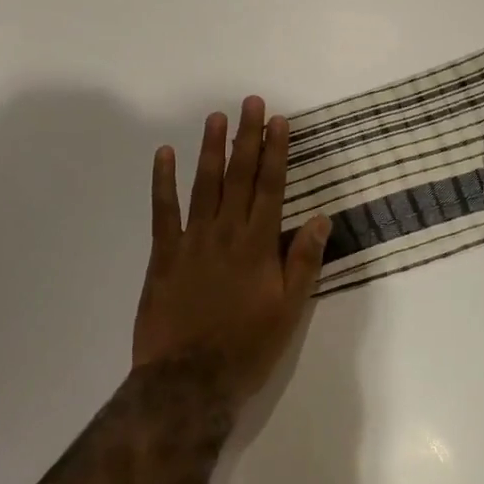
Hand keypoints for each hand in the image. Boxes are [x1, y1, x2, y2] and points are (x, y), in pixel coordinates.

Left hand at [133, 97, 332, 410]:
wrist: (188, 381)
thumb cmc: (246, 347)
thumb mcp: (288, 310)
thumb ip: (303, 261)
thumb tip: (320, 217)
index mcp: (258, 245)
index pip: (271, 187)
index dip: (276, 151)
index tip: (278, 120)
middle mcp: (227, 233)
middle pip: (240, 176)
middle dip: (247, 137)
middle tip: (250, 102)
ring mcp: (192, 240)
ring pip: (204, 184)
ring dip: (211, 149)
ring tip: (216, 117)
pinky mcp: (164, 254)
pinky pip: (163, 210)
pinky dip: (163, 181)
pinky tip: (164, 154)